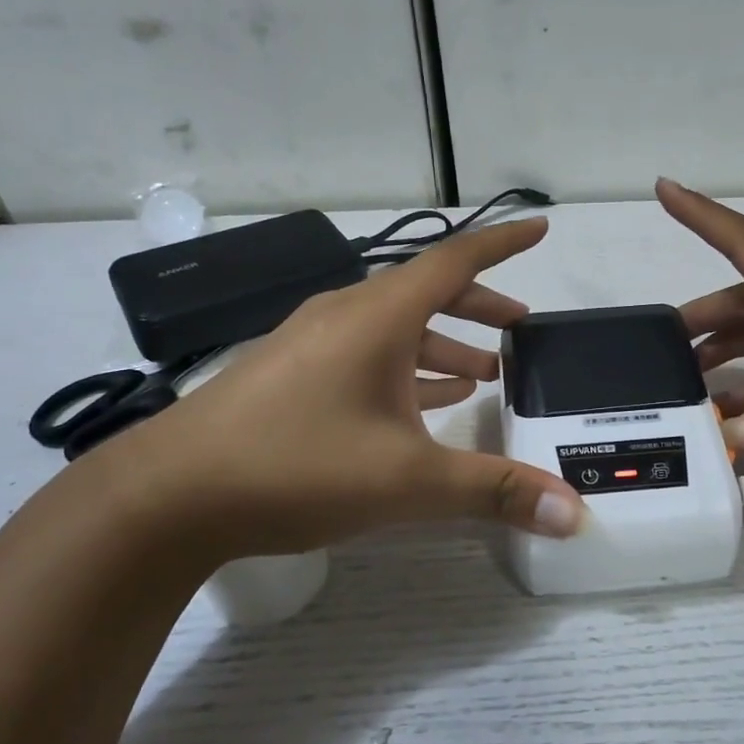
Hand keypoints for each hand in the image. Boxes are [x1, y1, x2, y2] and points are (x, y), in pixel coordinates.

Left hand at [103, 218, 584, 560]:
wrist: (168, 495)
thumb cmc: (297, 466)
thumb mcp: (408, 480)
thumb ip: (493, 492)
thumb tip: (575, 513)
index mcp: (377, 317)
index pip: (454, 261)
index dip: (502, 245)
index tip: (540, 230)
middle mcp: (345, 316)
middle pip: (426, 294)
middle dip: (479, 308)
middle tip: (520, 329)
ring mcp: (311, 345)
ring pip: (393, 330)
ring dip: (442, 345)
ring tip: (482, 374)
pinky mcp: (289, 376)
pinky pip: (363, 358)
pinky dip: (403, 371)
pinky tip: (419, 405)